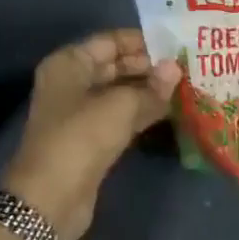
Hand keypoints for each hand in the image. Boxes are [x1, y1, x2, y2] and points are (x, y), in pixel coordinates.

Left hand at [3, 30, 180, 239]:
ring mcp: (80, 113)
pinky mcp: (91, 139)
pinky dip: (143, 111)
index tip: (176, 44)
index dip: (143, 41)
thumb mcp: (120, 106)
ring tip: (186, 85)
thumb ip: (152, 86)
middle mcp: (72, 82)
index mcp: (69, 63)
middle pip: (115, 65)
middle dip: (149, 66)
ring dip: (149, 90)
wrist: (51, 199)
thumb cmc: (81, 138)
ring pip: (120, 92)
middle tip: (187, 66)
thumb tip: (176, 67)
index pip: (110, 41)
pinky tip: (171, 109)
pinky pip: (121, 116)